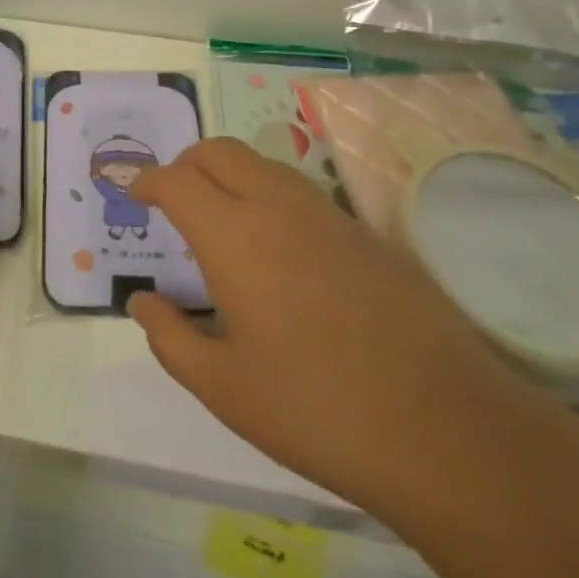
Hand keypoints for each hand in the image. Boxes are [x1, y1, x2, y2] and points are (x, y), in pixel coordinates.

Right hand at [128, 138, 542, 513]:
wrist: (445, 427)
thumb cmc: (316, 408)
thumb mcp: (224, 387)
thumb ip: (171, 338)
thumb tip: (142, 302)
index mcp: (233, 234)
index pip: (176, 180)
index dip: (147, 181)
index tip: (133, 194)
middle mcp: (276, 205)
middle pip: (218, 151)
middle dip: (186, 164)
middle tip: (174, 201)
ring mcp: (325, 213)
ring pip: (261, 164)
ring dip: (230, 176)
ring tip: (223, 224)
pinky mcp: (364, 232)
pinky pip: (300, 192)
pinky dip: (270, 198)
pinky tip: (280, 253)